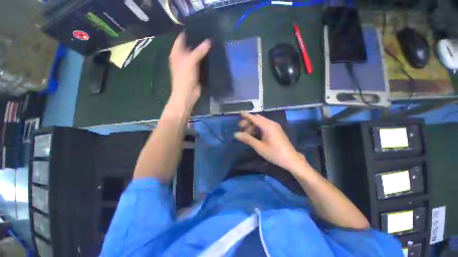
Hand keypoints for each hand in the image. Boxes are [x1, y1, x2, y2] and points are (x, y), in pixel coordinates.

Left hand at [169, 32, 210, 107]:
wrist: (187, 94)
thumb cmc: (184, 78)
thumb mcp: (190, 62)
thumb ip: (198, 51)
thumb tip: (209, 41)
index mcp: (177, 53)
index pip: (182, 38)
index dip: (189, 32)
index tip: (200, 27)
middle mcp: (182, 57)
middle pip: (190, 45)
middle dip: (198, 41)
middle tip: (209, 34)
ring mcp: (190, 65)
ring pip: (197, 54)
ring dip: (203, 50)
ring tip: (213, 43)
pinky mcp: (197, 71)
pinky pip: (201, 62)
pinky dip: (206, 59)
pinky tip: (212, 55)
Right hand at [234, 112, 307, 171]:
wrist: (291, 159)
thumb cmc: (275, 153)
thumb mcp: (259, 147)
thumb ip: (248, 139)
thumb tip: (236, 134)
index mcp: (268, 126)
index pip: (255, 118)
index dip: (247, 116)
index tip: (240, 113)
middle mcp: (271, 124)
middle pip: (257, 119)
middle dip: (248, 122)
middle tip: (241, 129)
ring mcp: (275, 127)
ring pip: (261, 122)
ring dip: (253, 126)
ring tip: (246, 133)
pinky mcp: (276, 130)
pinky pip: (265, 126)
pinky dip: (258, 128)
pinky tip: (254, 134)